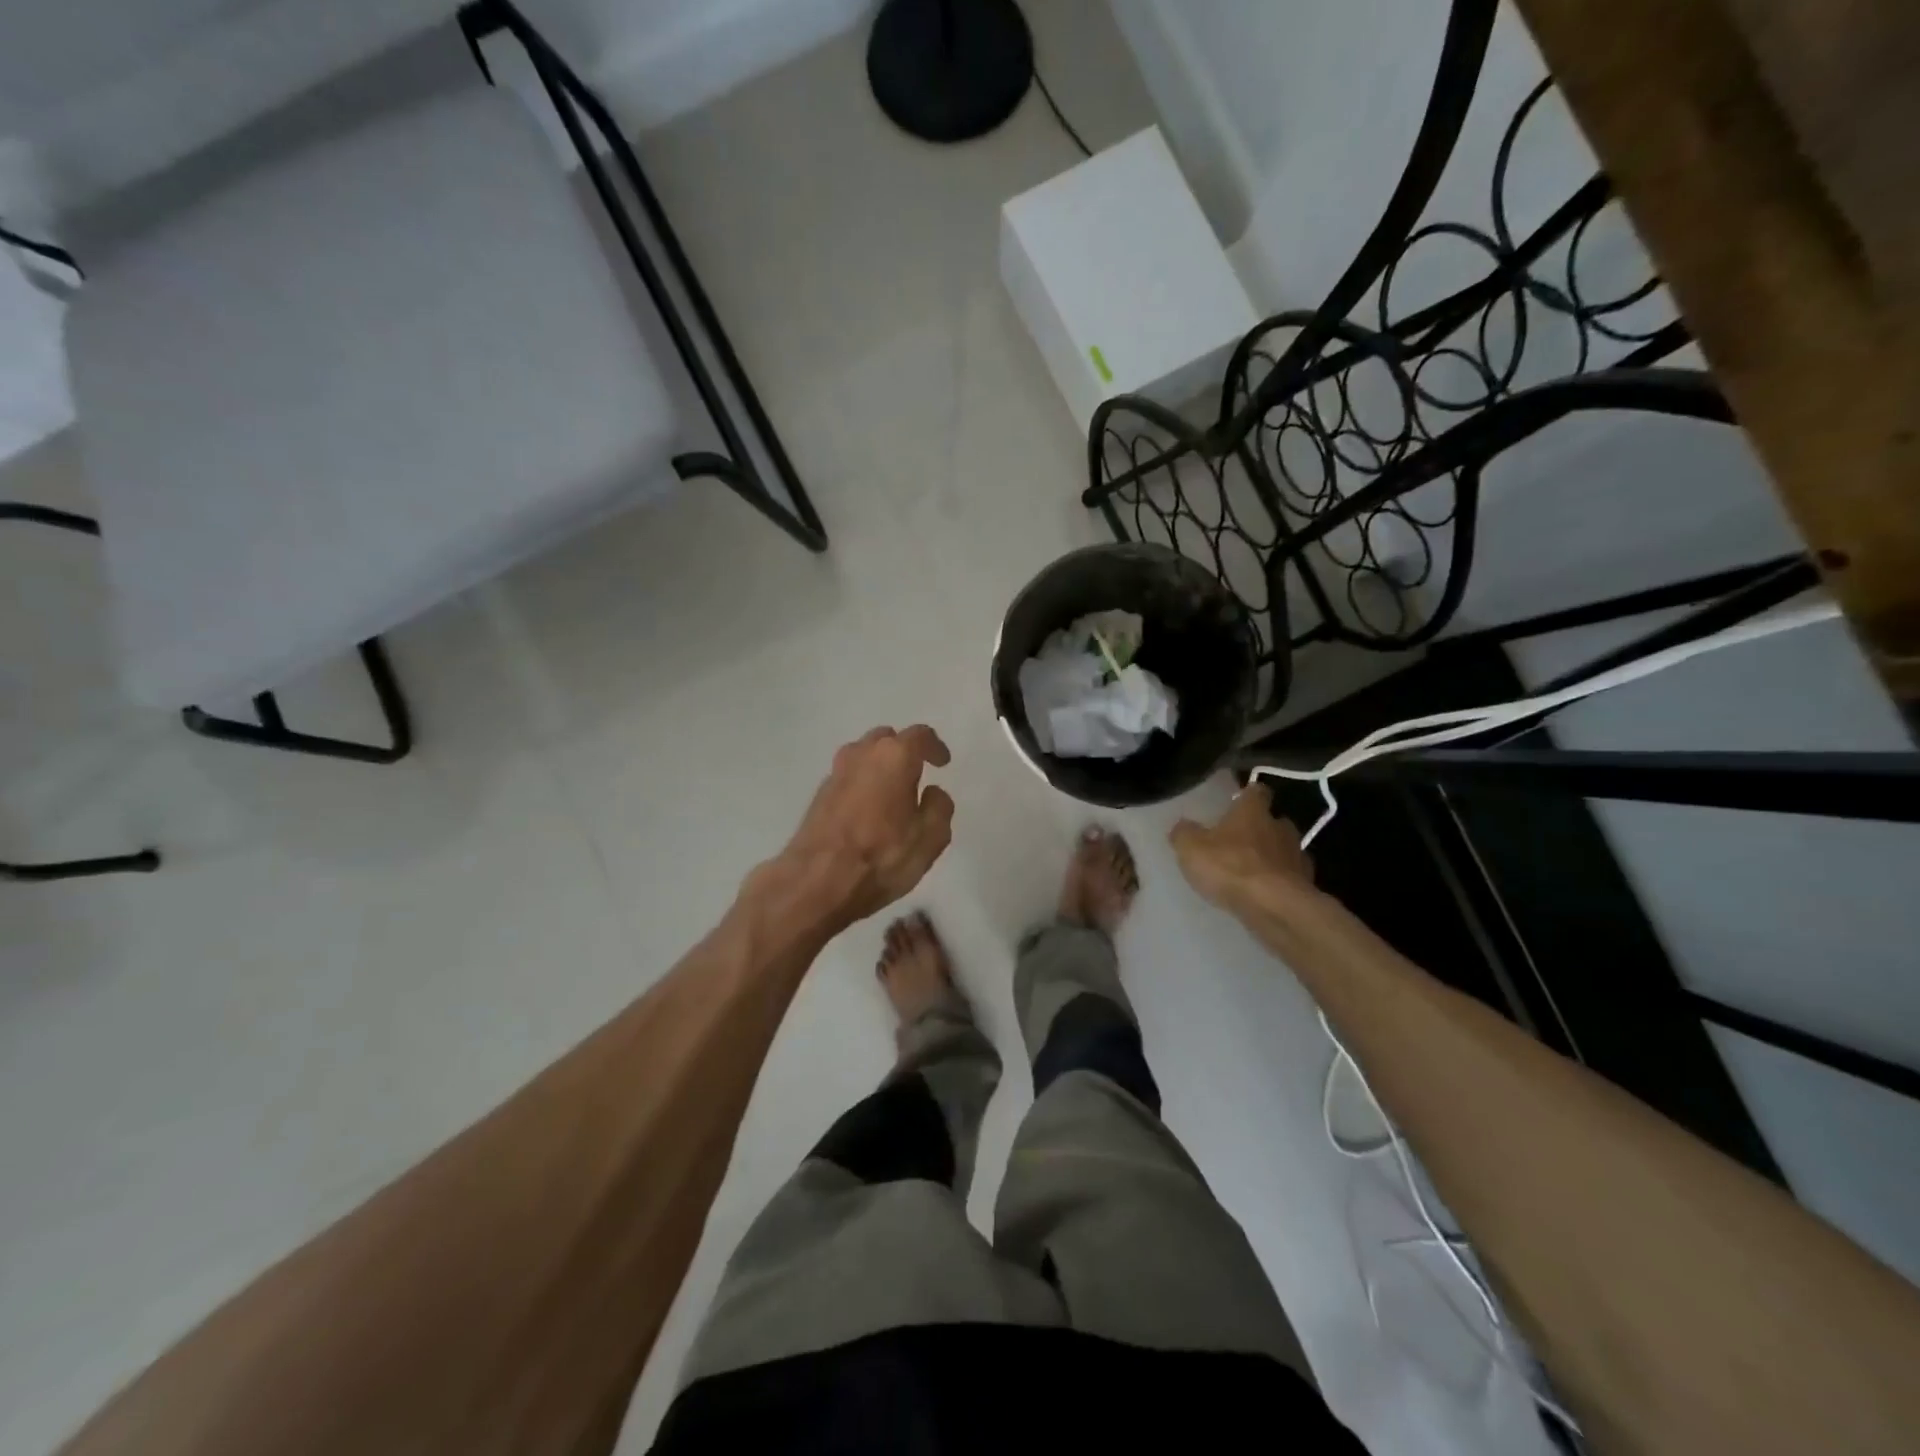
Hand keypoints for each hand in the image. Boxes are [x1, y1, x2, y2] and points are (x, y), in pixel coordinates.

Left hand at [756, 725, 955, 934]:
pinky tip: (869, 809)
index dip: (935, 746)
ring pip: (863, 755)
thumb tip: (932, 792)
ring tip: (893, 791)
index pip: (920, 736)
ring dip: (880, 766)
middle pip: (887, 740)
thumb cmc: (881, 857)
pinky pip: (849, 777)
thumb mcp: (930, 839)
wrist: (816, 882)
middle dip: (904, 752)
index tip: (943, 762)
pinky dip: (863, 783)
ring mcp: (835, 772)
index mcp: (894, 757)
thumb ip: (939, 808)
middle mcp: (861, 754)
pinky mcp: (819, 794)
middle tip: (917, 775)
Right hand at [1170, 782, 1313, 910]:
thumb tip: (1182, 826)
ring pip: (1284, 850)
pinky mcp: (1306, 885)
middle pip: (1273, 821)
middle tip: (1240, 841)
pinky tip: (1264, 893)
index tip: (1238, 802)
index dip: (1247, 795)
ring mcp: (1297, 857)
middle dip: (1260, 828)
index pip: (1256, 791)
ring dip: (1271, 857)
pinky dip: (1279, 882)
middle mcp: (1280, 827)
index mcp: (1253, 811)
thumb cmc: (1231, 867)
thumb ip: (1184, 833)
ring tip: (1251, 871)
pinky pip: (1291, 878)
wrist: (1275, 908)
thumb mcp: (1191, 848)